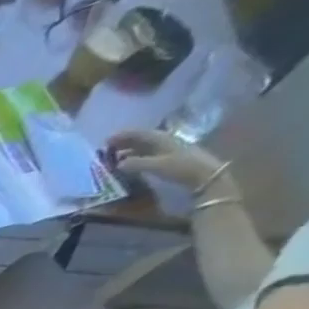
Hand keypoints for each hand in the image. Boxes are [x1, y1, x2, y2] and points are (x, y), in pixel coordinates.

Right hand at [106, 131, 227, 192]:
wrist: (203, 174)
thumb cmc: (181, 167)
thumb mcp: (157, 166)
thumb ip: (137, 164)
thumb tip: (118, 164)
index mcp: (160, 138)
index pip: (138, 134)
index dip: (122, 136)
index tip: (106, 140)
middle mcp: (162, 140)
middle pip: (140, 138)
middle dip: (124, 142)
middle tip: (107, 149)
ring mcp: (165, 148)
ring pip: (143, 146)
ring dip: (128, 150)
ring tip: (114, 157)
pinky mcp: (167, 157)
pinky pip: (147, 153)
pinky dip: (135, 157)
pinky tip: (129, 163)